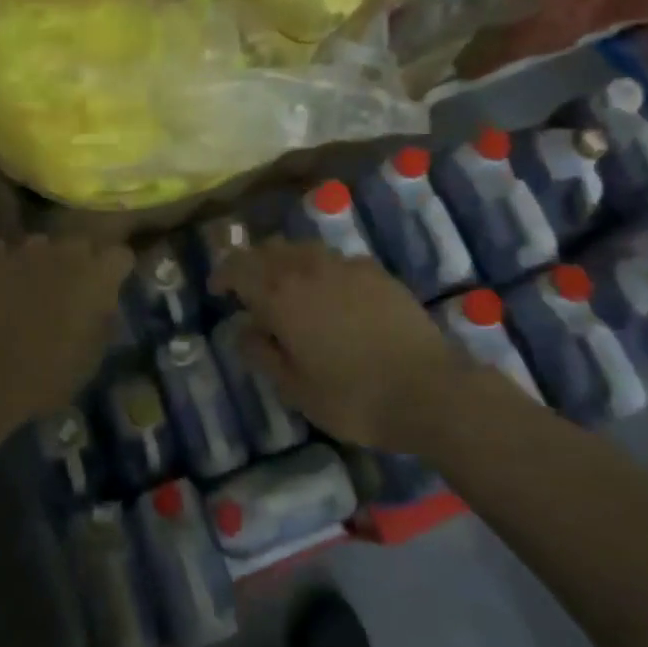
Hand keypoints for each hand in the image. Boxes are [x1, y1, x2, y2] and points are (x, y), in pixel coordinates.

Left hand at [0, 236, 131, 430]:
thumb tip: (102, 303)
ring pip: (42, 245)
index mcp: (96, 277)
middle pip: (81, 245)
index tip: (109, 290)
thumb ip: (103, 320)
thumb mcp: (91, 359)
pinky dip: (4, 266)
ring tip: (30, 292)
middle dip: (79, 264)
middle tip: (69, 294)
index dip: (115, 272)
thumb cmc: (46, 378)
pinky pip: (3, 252)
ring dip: (42, 263)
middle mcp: (64, 253)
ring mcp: (24, 251)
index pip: (121, 255)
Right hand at [215, 241, 458, 450]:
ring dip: (286, 264)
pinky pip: (336, 260)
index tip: (218, 292)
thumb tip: (244, 330)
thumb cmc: (353, 397)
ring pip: (303, 249)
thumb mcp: (295, 388)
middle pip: (268, 250)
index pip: (238, 266)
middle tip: (250, 292)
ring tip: (290, 291)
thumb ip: (263, 354)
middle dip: (253, 265)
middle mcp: (308, 268)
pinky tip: (332, 296)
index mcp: (280, 295)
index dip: (223, 274)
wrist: (429, 390)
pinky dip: (321, 270)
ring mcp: (346, 265)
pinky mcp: (376, 272)